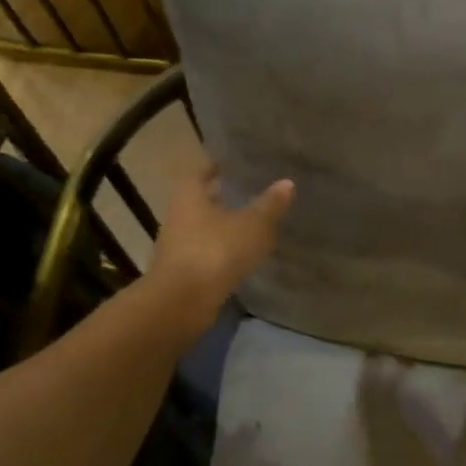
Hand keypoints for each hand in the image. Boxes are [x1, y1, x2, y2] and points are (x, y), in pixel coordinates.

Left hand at [146, 168, 293, 338]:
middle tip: (250, 191)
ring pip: (203, 227)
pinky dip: (222, 250)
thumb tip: (287, 183)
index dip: (218, 165)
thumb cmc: (215, 250)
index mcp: (190, 194)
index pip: (202, 170)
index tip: (236, 163)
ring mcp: (178, 245)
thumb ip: (270, 205)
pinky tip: (242, 254)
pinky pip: (206, 252)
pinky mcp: (184, 272)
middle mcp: (179, 215)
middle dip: (222, 196)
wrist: (182, 302)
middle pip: (201, 199)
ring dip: (223, 225)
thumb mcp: (252, 225)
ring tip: (252, 223)